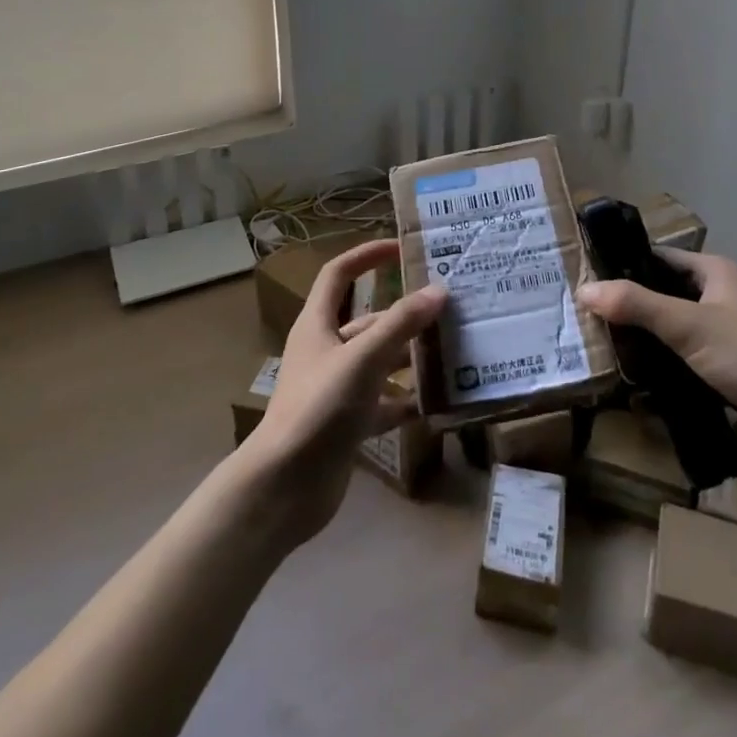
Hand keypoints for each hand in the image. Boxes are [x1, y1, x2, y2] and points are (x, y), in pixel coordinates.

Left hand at [238, 238, 444, 547]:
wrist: (284, 488)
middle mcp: (326, 350)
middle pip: (368, 321)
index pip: (339, 274)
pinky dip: (406, 400)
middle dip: (404, 315)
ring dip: (409, 357)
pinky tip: (436, 401)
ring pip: (379, 361)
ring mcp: (336, 388)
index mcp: (318, 324)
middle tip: (448, 310)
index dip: (366, 256)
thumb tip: (439, 290)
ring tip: (452, 352)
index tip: (400, 248)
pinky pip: (383, 402)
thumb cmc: (318, 408)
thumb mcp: (362, 359)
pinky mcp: (346, 423)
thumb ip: (400, 325)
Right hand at [577, 249, 736, 453]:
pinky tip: (632, 380)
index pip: (659, 259)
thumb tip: (584, 289)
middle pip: (664, 295)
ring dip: (644, 341)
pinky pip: (684, 361)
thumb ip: (636, 306)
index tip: (586, 279)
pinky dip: (661, 367)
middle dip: (629, 307)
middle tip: (585, 318)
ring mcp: (727, 337)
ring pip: (673, 331)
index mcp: (717, 273)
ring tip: (598, 348)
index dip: (625, 266)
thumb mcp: (688, 325)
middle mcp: (722, 298)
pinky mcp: (729, 372)